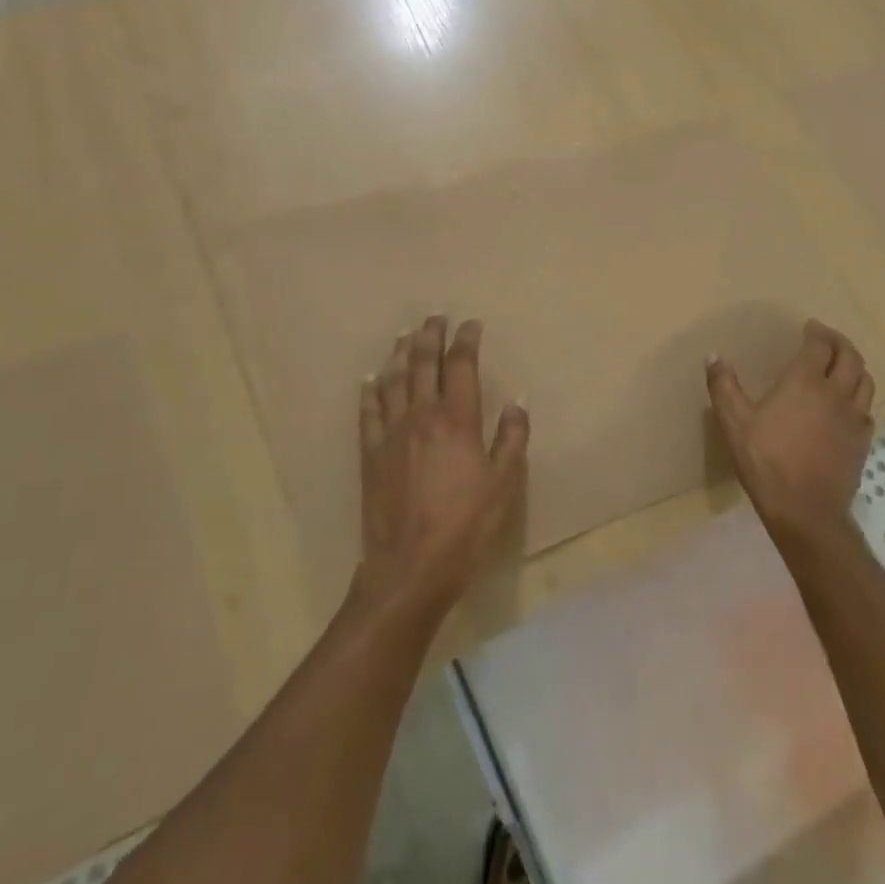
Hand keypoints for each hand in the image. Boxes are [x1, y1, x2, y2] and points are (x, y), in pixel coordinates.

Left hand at [354, 316, 528, 615]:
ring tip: (404, 334)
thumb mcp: (504, 485)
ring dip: (399, 353)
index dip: (466, 340)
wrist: (410, 566)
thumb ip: (511, 439)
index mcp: (457, 420)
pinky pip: (368, 411)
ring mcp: (391, 433)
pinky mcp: (370, 453)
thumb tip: (516, 403)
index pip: (461, 366)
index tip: (471, 324)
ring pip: (393, 380)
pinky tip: (370, 378)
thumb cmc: (466, 526)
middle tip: (435, 317)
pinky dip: (370, 390)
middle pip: (423, 363)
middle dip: (430, 335)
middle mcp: (421, 416)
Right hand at [705, 319, 875, 540]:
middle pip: (850, 357)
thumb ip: (724, 386)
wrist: (805, 510)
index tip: (809, 327)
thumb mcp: (734, 423)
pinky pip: (867, 408)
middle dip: (840, 342)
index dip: (816, 332)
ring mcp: (854, 418)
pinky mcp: (863, 441)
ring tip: (842, 365)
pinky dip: (859, 396)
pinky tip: (847, 405)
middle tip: (827, 338)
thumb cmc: (766, 462)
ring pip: (865, 380)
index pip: (819, 346)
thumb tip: (714, 356)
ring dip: (854, 366)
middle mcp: (835, 393)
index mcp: (805, 382)